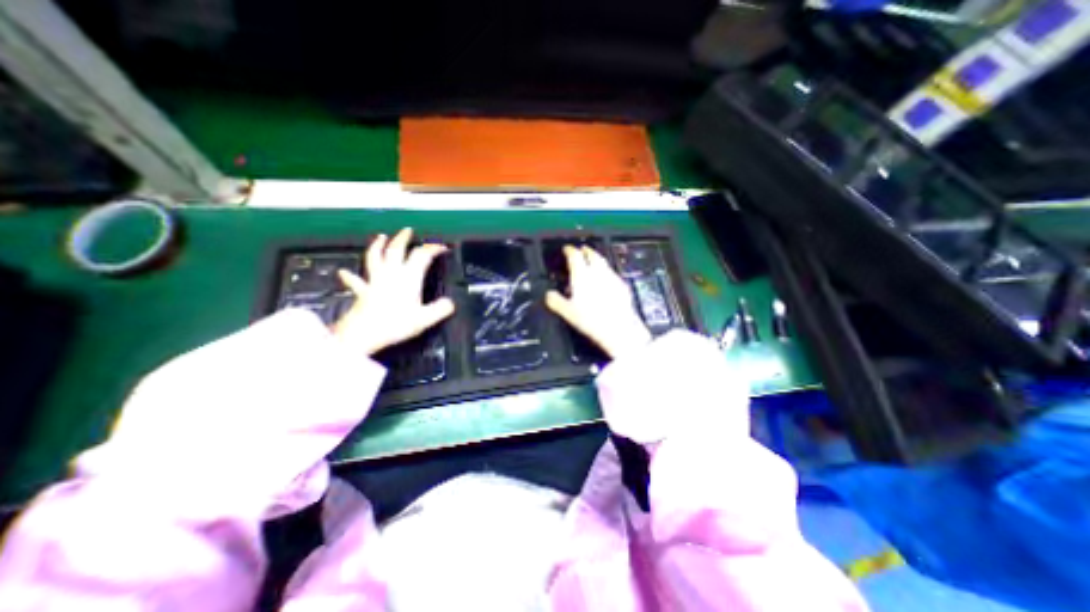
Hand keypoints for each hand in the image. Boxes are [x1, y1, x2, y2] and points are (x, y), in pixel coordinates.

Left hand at [331, 227, 454, 352]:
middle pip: (396, 249)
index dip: (433, 248)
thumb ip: (440, 309)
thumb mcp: (424, 319)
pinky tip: (344, 272)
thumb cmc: (394, 324)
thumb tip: (450, 303)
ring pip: (375, 257)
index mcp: (408, 278)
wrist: (363, 333)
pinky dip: (350, 276)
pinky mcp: (362, 291)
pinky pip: (355, 281)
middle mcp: (391, 274)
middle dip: (403, 239)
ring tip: (381, 237)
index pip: (422, 256)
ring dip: (378, 245)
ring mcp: (375, 281)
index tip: (442, 247)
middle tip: (408, 231)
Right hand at [543, 243, 645, 359]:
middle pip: (592, 255)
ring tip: (593, 261)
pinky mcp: (622, 286)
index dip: (569, 250)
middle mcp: (597, 272)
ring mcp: (612, 278)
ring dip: (597, 258)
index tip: (566, 249)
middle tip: (582, 249)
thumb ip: (556, 301)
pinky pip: (612, 273)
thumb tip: (548, 294)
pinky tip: (606, 279)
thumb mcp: (568, 313)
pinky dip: (606, 271)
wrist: (620, 328)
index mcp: (582, 275)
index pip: (575, 256)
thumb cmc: (590, 320)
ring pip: (603, 262)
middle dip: (586, 250)